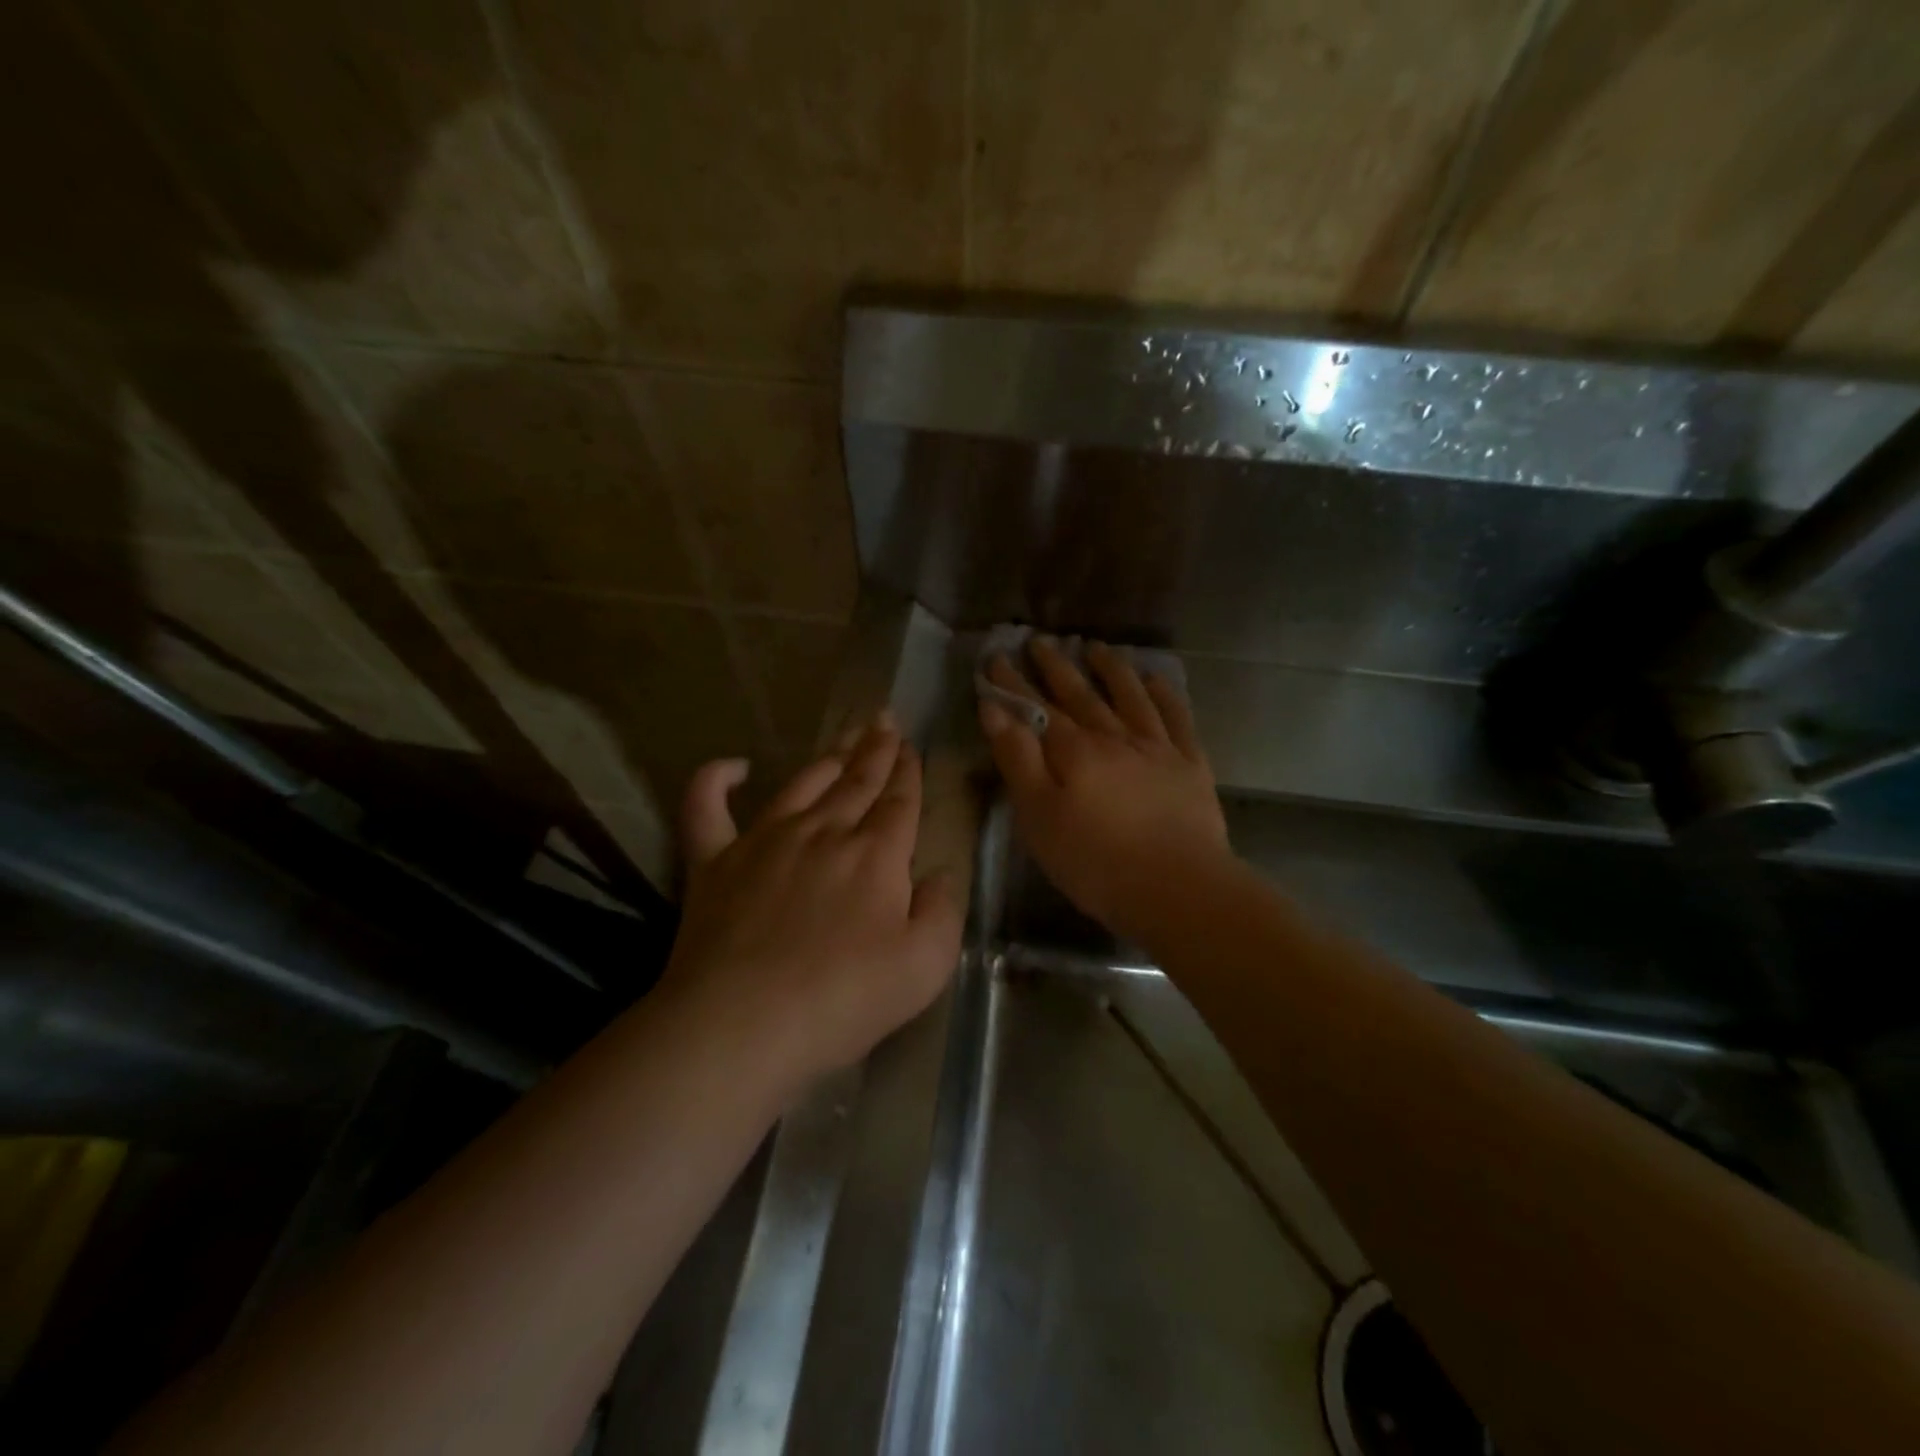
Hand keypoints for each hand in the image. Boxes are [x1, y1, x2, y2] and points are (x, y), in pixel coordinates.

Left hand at [659, 716, 964, 1091]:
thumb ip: (944, 911)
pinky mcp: (715, 861)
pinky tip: (732, 766)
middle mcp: (823, 832)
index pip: (899, 800)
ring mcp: (764, 840)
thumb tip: (941, 873)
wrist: (742, 1024)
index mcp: (875, 854)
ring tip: (843, 737)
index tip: (910, 747)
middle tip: (884, 721)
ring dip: (827, 758)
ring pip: (802, 783)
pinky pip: (707, 807)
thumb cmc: (843, 1000)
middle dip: (875, 750)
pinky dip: (715, 781)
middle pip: (856, 781)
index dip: (908, 771)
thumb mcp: (924, 966)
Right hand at [980, 639, 1229, 944]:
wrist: (1178, 887)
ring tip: (1096, 648)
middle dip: (1056, 667)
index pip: (1036, 709)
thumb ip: (1017, 759)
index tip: (996, 658)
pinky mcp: (1190, 765)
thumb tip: (994, 709)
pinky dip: (1166, 694)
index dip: (1013, 684)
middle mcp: (1113, 737)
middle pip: (1080, 695)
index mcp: (1073, 751)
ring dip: (1111, 670)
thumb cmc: (1095, 861)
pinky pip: (1176, 718)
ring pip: (1129, 696)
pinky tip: (1157, 679)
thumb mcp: (1038, 816)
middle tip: (1040, 642)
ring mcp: (1156, 747)